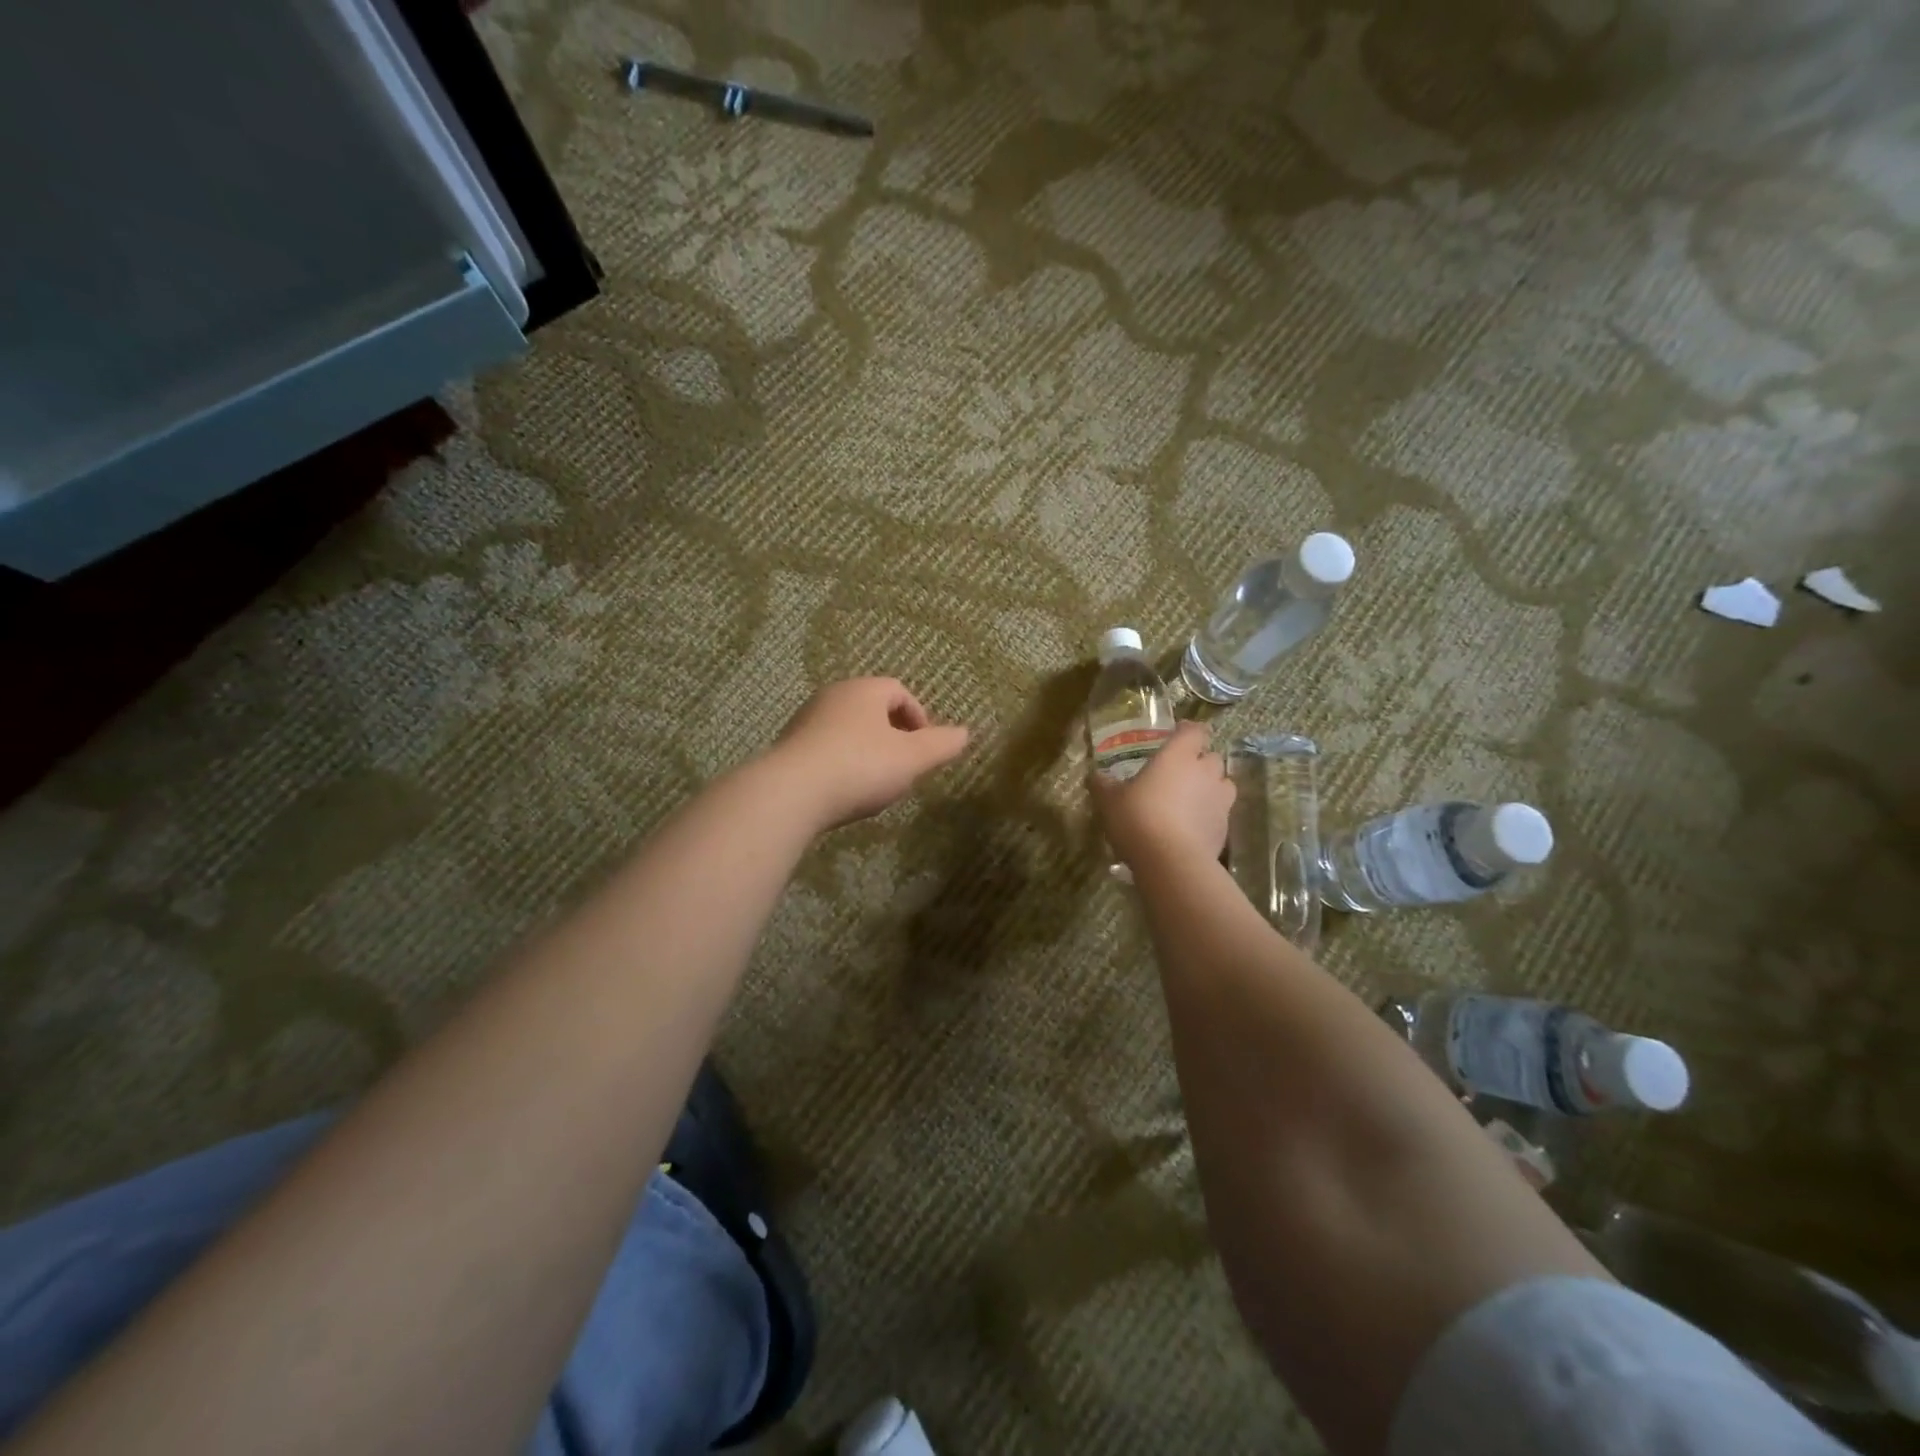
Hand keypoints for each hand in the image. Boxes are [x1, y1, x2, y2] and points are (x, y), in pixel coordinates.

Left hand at [768, 677, 970, 829]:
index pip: (899, 691)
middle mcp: (832, 696)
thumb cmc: (860, 767)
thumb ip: (941, 745)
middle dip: (893, 735)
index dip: (918, 718)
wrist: (790, 793)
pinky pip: (825, 750)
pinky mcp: (787, 748)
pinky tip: (844, 792)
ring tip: (876, 783)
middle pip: (871, 709)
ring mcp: (805, 721)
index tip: (925, 748)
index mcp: (864, 690)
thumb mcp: (912, 759)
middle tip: (904, 766)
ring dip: (866, 751)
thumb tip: (965, 733)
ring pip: (847, 730)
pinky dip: (841, 764)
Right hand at [1094, 721, 1233, 870]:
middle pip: (1212, 756)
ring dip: (1211, 787)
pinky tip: (1192, 828)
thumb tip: (1095, 776)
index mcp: (1178, 756)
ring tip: (1191, 799)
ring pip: (1223, 784)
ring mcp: (1220, 801)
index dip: (1187, 731)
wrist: (1171, 862)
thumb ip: (1103, 784)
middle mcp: (1205, 772)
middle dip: (1200, 761)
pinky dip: (1210, 815)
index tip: (1176, 735)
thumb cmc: (1138, 819)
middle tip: (1179, 772)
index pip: (1194, 730)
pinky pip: (1221, 813)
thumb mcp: (1109, 800)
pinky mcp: (1225, 828)